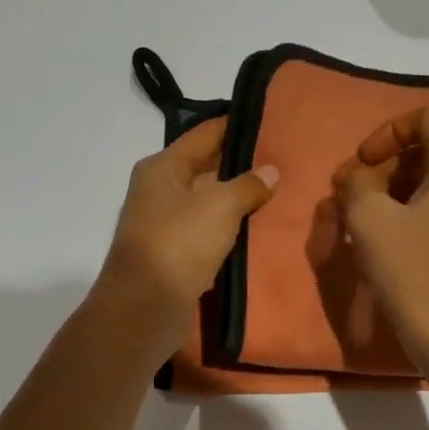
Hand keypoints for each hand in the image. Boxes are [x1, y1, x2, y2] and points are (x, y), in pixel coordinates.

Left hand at [99, 117, 277, 353]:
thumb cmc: (179, 243)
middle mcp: (159, 191)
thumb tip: (270, 171)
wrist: (145, 307)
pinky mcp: (174, 257)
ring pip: (209, 205)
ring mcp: (164, 226)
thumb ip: (248, 185)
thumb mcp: (220, 205)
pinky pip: (208, 235)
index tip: (271, 122)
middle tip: (283, 162)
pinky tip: (258, 232)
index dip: (236, 127)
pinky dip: (230, 233)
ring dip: (238, 203)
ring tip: (279, 195)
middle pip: (206, 169)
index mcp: (162, 168)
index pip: (204, 135)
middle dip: (241, 167)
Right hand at [332, 107, 428, 368]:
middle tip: (351, 197)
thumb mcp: (369, 220)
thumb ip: (358, 184)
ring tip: (364, 225)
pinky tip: (392, 248)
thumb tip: (361, 179)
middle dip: (387, 168)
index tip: (362, 164)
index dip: (388, 131)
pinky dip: (419, 217)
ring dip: (398, 195)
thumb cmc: (414, 273)